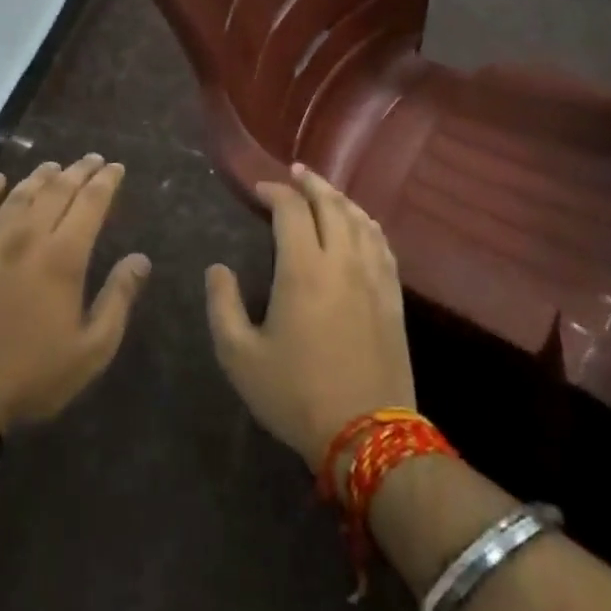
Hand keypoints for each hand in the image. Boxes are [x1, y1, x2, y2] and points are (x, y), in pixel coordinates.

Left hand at [0, 155, 149, 428]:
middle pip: (57, 191)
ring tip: (54, 166)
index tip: (115, 167)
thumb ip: (118, 299)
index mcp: (63, 257)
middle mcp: (28, 237)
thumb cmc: (32, 374)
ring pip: (19, 194)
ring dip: (40, 176)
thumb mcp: (90, 350)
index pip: (90, 203)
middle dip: (78, 171)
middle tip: (92, 159)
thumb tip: (140, 259)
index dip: (105, 182)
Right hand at [205, 166, 414, 472]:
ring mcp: (373, 277)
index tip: (259, 189)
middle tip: (296, 173)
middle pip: (331, 204)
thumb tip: (217, 269)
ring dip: (340, 198)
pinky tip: (361, 225)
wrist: (368, 437)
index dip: (274, 191)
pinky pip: (382, 244)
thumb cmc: (296, 395)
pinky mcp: (393, 297)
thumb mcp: (240, 357)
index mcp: (303, 269)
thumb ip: (222, 306)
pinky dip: (367, 224)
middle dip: (311, 183)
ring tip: (325, 191)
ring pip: (360, 220)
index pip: (291, 210)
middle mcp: (341, 261)